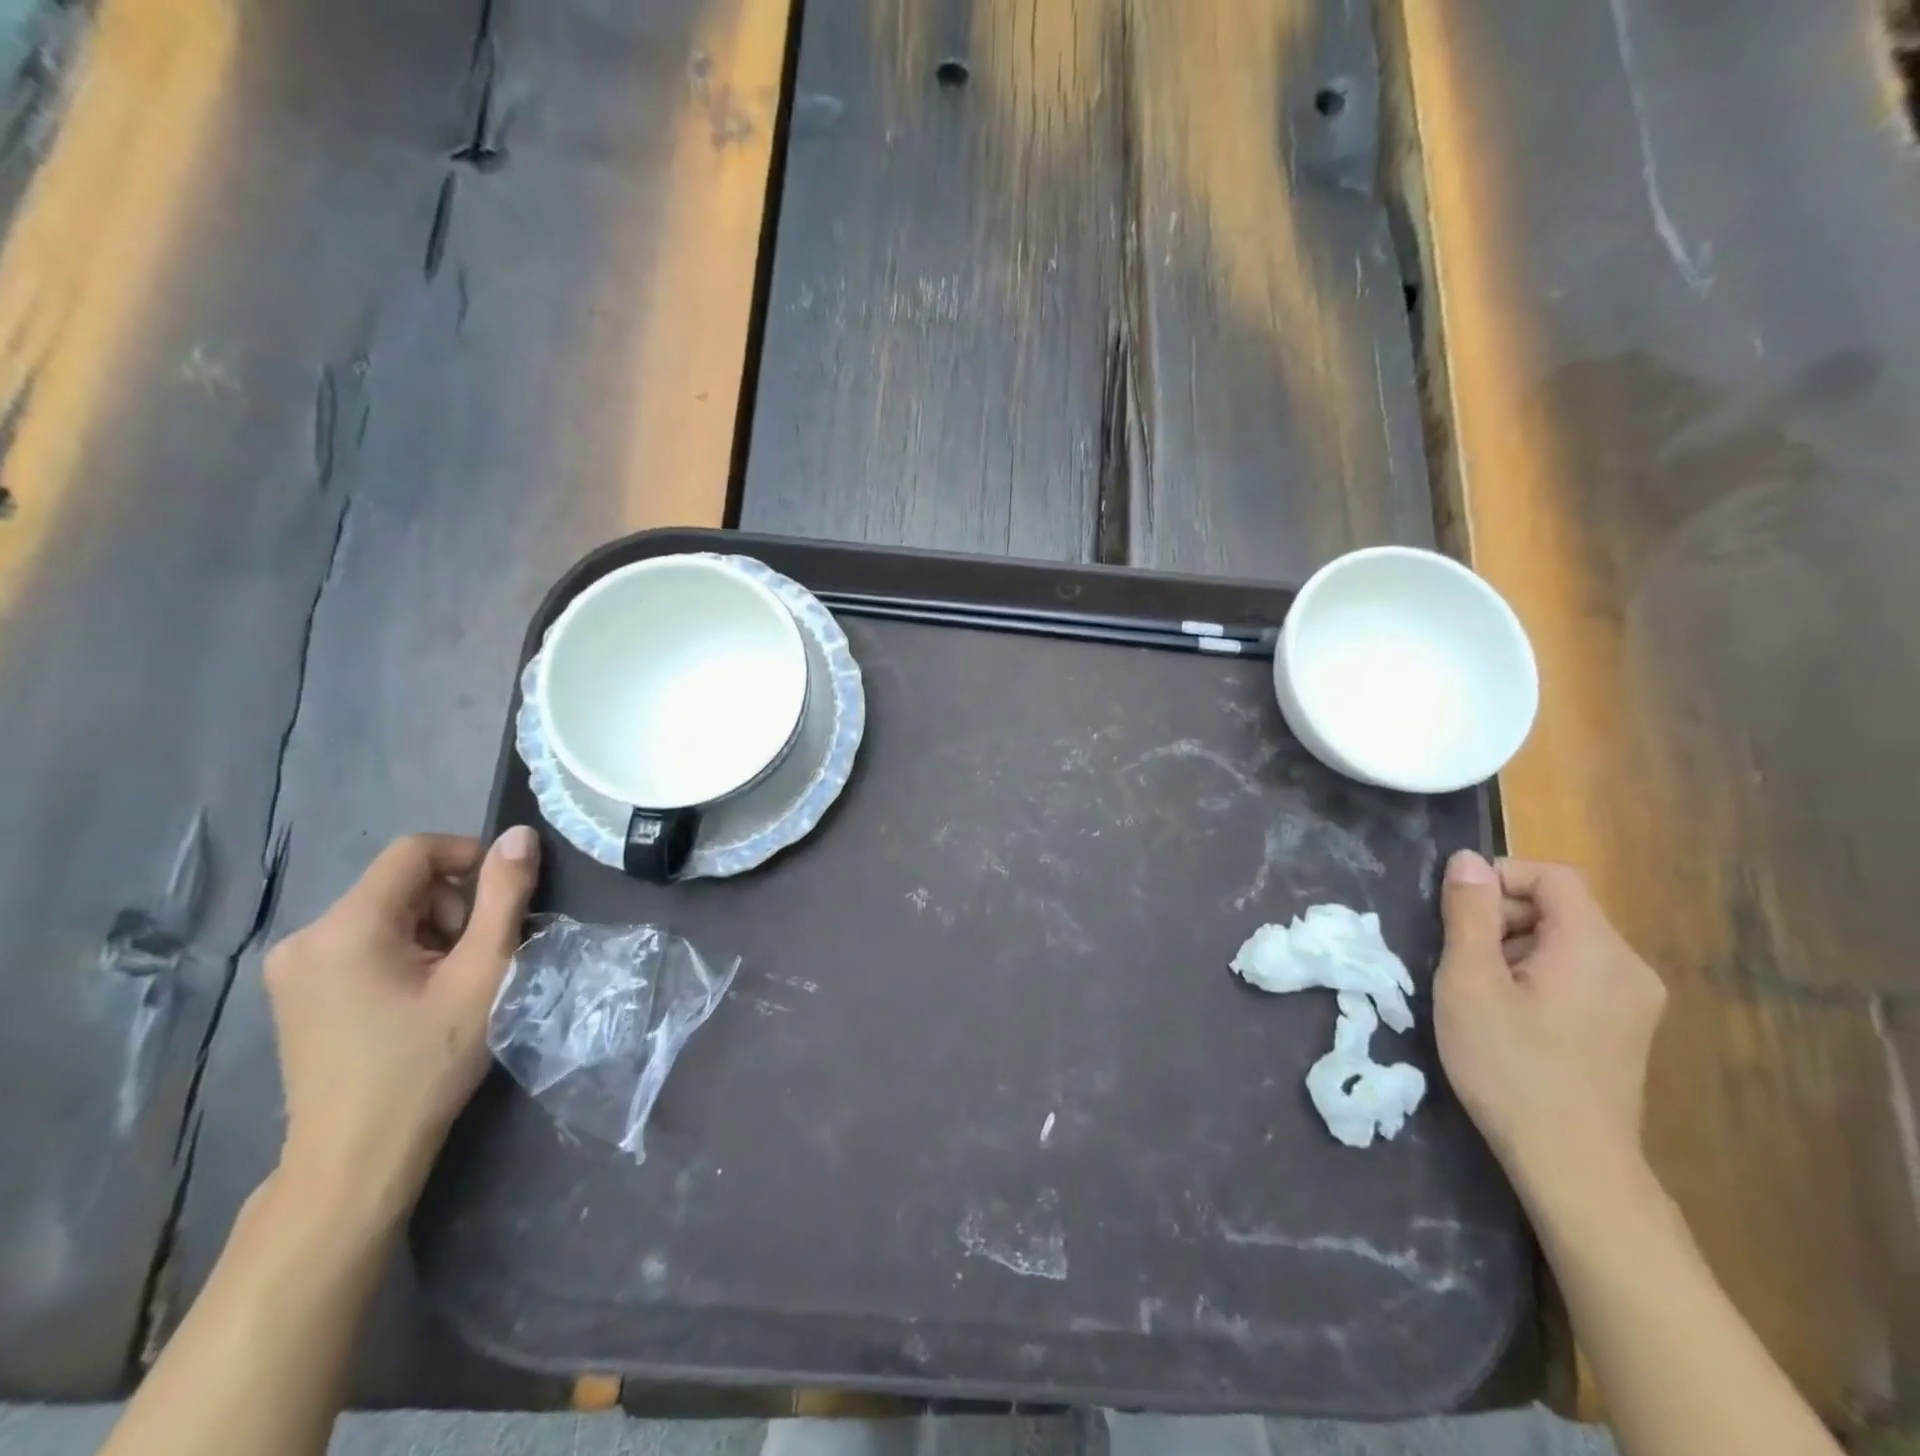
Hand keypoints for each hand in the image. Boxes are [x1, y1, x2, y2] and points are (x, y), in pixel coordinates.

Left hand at [262, 828, 539, 1229]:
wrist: (356, 1158)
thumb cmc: (426, 1063)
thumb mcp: (483, 974)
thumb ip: (504, 898)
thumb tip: (520, 835)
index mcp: (346, 927)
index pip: (414, 851)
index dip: (469, 857)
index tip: (504, 899)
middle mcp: (306, 936)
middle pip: (400, 883)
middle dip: (452, 905)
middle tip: (479, 956)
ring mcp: (293, 966)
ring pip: (385, 911)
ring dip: (431, 930)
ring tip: (452, 982)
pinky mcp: (296, 991)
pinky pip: (363, 940)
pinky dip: (403, 951)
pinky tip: (418, 996)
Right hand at [1433, 850, 1666, 1197]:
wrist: (1572, 1164)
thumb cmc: (1510, 1066)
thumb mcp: (1469, 982)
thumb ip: (1469, 914)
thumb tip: (1467, 860)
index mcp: (1595, 948)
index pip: (1553, 876)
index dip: (1499, 878)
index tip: (1457, 912)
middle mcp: (1629, 966)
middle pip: (1560, 908)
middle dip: (1502, 918)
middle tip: (1461, 958)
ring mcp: (1635, 1001)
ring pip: (1566, 941)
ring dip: (1515, 948)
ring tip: (1480, 992)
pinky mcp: (1628, 1027)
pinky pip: (1579, 973)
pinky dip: (1538, 975)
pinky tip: (1511, 1016)